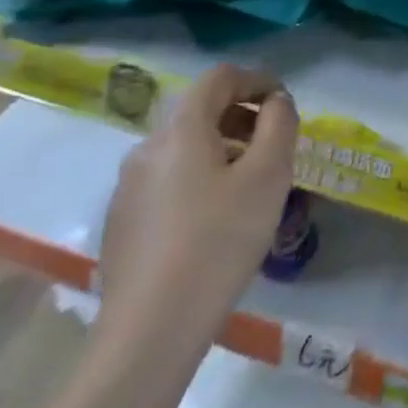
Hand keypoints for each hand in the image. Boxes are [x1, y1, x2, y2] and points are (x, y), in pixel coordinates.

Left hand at [95, 64, 299, 370]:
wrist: (149, 330)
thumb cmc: (219, 240)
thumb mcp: (268, 176)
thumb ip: (279, 125)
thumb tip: (276, 102)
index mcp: (180, 130)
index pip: (219, 78)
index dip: (257, 79)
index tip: (285, 102)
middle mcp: (146, 148)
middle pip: (199, 111)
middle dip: (242, 117)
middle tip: (275, 146)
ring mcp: (128, 187)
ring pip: (184, 148)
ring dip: (223, 149)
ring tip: (252, 185)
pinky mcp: (122, 221)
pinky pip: (168, 180)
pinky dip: (200, 178)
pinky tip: (217, 219)